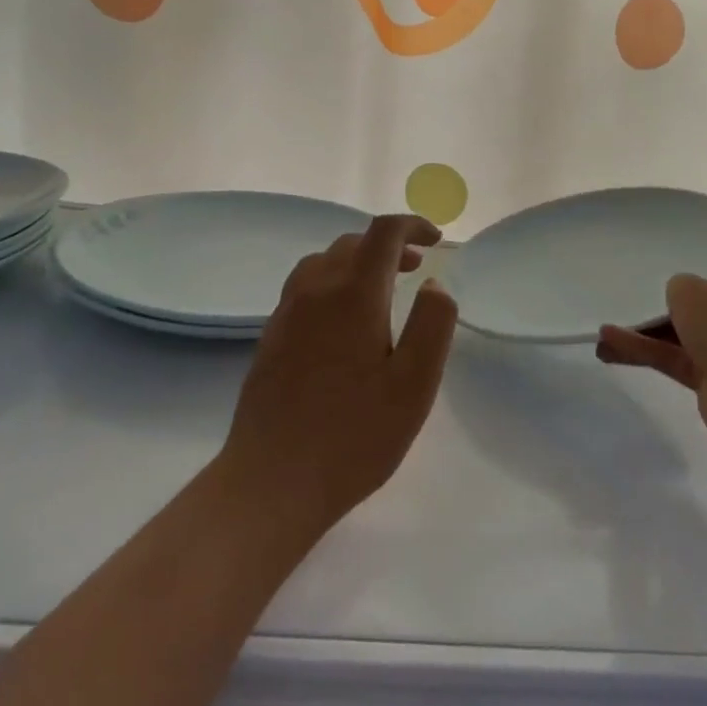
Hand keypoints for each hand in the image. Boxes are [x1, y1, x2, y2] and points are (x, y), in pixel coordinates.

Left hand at [220, 214, 458, 531]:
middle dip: (388, 245)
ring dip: (357, 262)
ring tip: (380, 288)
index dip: (412, 226)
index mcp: (353, 294)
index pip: (383, 233)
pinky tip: (343, 321)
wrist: (272, 480)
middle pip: (352, 243)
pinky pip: (305, 287)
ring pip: (324, 262)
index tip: (435, 240)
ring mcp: (287, 312)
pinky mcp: (271, 336)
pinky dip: (333, 282)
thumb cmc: (354, 435)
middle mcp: (315, 290)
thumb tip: (435, 285)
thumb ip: (432, 325)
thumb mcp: (414, 385)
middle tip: (415, 267)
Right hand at [597, 262, 706, 447]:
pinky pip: (674, 359)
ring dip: (646, 331)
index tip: (684, 259)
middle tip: (635, 290)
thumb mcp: (694, 289)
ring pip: (683, 335)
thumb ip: (679, 285)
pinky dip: (646, 353)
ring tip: (604, 327)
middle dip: (671, 300)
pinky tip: (608, 346)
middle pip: (706, 303)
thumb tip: (677, 297)